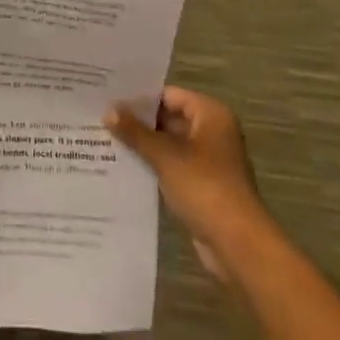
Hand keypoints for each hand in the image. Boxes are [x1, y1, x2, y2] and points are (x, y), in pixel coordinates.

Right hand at [105, 87, 268, 281]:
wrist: (238, 243)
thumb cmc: (204, 187)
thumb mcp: (165, 155)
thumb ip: (135, 132)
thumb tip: (108, 110)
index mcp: (211, 114)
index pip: (169, 95)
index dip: (140, 98)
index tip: (109, 98)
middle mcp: (213, 131)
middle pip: (169, 118)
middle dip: (138, 122)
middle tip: (102, 118)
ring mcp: (209, 160)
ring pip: (169, 144)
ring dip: (144, 145)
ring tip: (105, 140)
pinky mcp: (203, 184)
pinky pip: (173, 166)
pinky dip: (153, 165)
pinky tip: (124, 167)